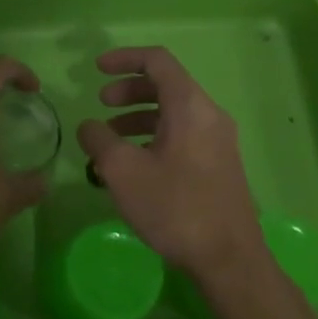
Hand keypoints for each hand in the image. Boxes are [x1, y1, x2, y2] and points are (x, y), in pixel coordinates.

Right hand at [76, 46, 267, 282]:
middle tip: (101, 104)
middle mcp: (209, 115)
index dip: (124, 58)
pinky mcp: (218, 164)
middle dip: (128, 90)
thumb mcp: (123, 171)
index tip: (95, 69)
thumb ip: (99, 140)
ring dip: (137, 116)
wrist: (229, 260)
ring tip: (109, 139)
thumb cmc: (175, 207)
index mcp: (190, 106)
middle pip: (165, 85)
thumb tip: (89, 127)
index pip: (157, 61)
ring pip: (173, 112)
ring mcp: (217, 140)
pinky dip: (153, 136)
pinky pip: (182, 134)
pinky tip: (133, 164)